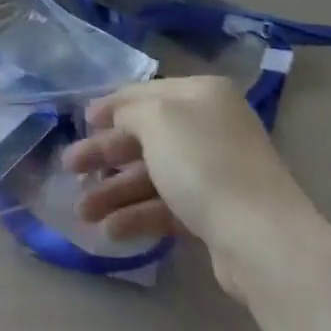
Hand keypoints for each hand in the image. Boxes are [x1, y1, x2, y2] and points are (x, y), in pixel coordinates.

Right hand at [61, 76, 317, 295]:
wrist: (261, 238)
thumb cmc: (204, 164)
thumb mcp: (158, 121)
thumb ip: (130, 111)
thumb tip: (120, 117)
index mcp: (201, 95)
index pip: (146, 92)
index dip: (110, 105)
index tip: (80, 120)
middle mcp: (209, 127)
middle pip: (146, 136)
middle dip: (105, 153)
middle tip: (70, 168)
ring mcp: (214, 171)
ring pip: (153, 174)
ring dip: (115, 190)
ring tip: (82, 212)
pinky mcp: (215, 212)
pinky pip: (167, 206)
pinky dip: (138, 215)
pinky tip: (111, 231)